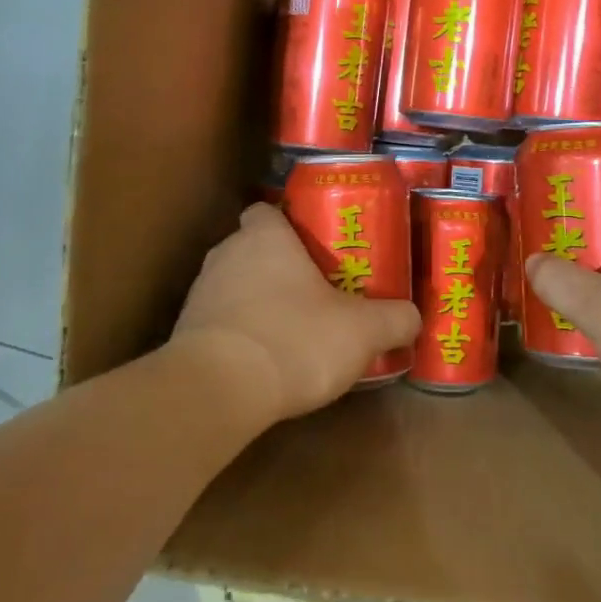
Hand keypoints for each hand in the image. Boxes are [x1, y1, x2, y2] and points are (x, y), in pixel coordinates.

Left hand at [174, 203, 420, 427]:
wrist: (219, 390)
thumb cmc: (294, 339)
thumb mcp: (362, 331)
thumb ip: (394, 319)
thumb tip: (413, 317)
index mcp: (265, 238)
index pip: (267, 211)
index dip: (288, 223)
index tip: (314, 245)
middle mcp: (226, 255)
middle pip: (253, 248)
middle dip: (280, 265)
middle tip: (316, 289)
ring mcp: (202, 293)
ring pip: (235, 284)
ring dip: (259, 300)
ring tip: (293, 327)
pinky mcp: (187, 332)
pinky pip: (221, 321)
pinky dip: (241, 332)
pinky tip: (266, 358)